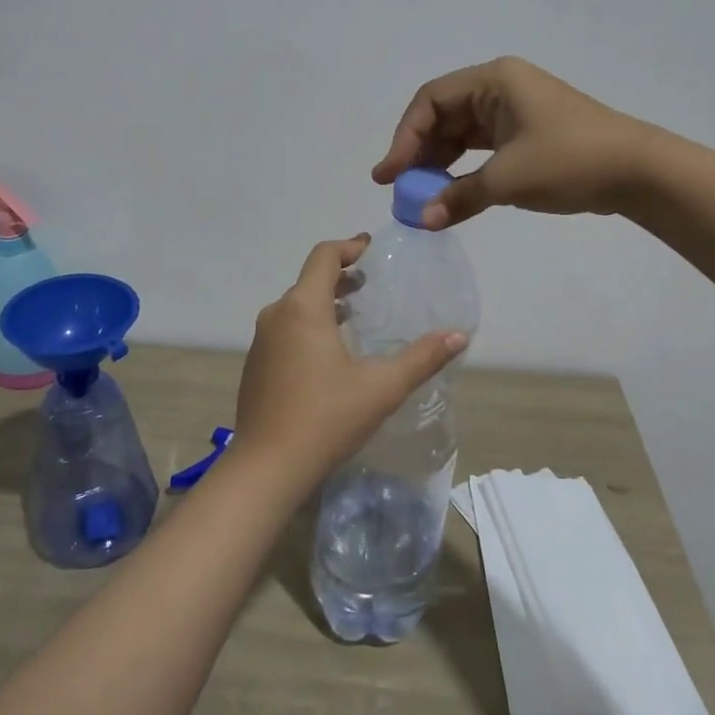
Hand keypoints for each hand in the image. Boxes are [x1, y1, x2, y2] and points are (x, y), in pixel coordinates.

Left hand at [227, 235, 466, 500]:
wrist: (266, 468)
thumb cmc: (326, 419)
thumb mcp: (382, 388)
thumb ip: (422, 358)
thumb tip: (459, 335)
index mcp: (303, 308)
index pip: (323, 257)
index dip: (349, 247)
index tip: (371, 249)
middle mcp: (276, 315)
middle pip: (309, 280)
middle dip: (340, 276)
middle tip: (370, 283)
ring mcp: (261, 341)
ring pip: (295, 306)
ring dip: (325, 302)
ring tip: (355, 314)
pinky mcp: (255, 365)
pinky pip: (285, 329)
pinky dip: (309, 325)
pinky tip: (329, 353)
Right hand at [372, 56, 653, 228]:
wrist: (639, 171)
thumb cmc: (570, 160)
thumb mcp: (508, 179)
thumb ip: (459, 197)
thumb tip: (422, 220)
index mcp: (494, 80)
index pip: (431, 101)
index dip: (404, 137)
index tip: (390, 175)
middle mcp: (500, 87)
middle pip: (443, 114)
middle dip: (419, 151)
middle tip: (399, 187)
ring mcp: (514, 109)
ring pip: (461, 132)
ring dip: (439, 162)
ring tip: (420, 193)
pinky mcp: (526, 132)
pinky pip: (481, 146)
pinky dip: (463, 168)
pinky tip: (450, 191)